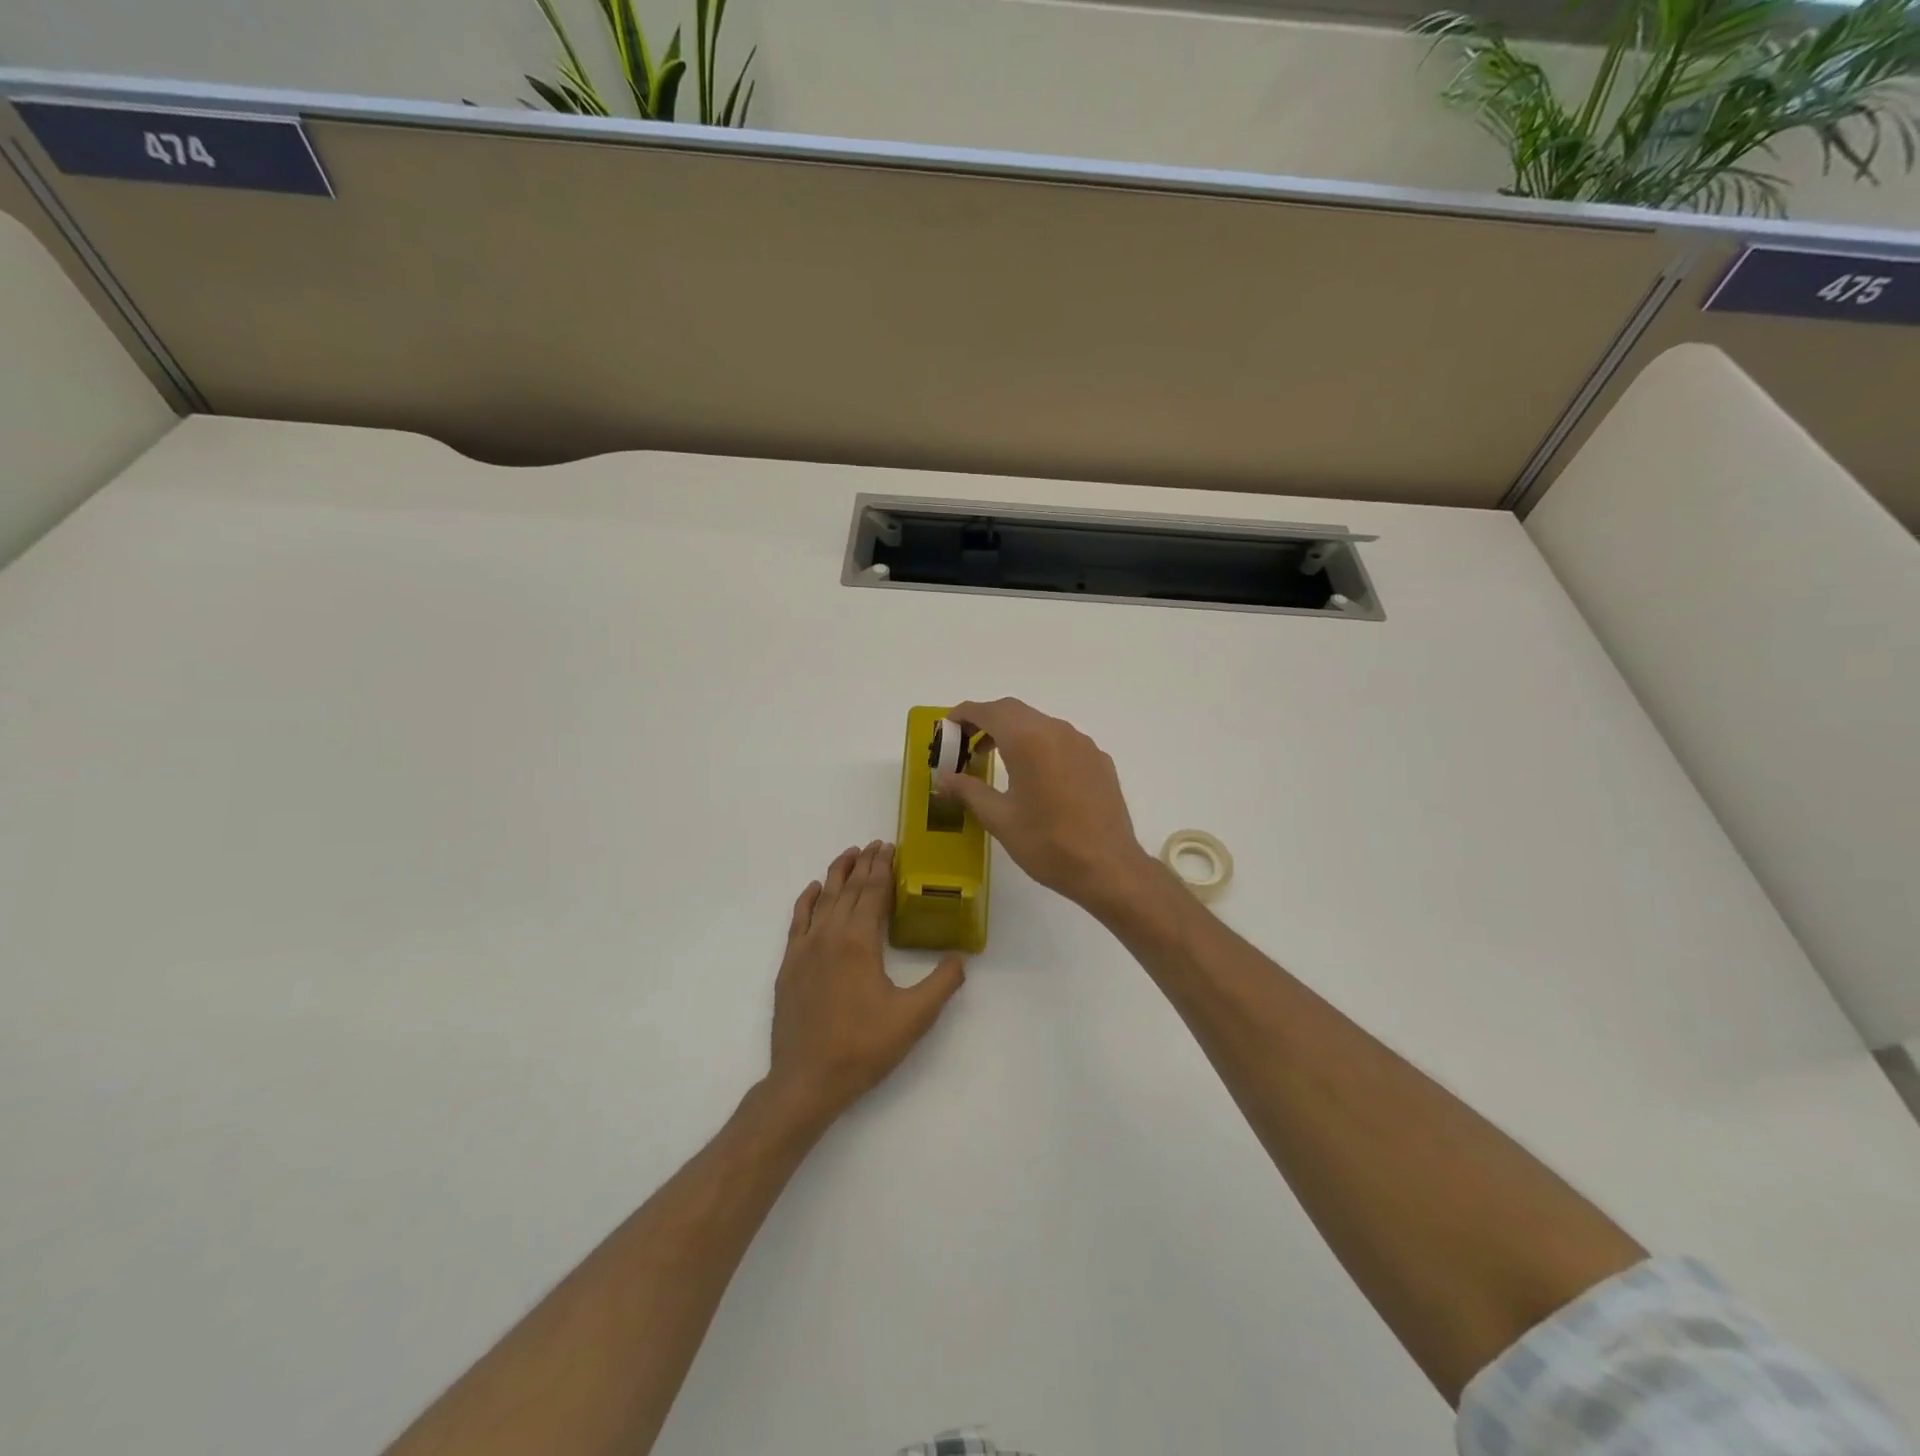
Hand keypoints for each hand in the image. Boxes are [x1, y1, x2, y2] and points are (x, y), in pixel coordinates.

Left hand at [766, 841, 966, 1124]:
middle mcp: (830, 935)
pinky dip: (806, 900)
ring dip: (837, 874)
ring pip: (823, 899)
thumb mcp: (914, 1018)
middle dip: (865, 864)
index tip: (891, 847)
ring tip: (849, 853)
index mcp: (859, 941)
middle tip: (876, 844)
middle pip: (850, 889)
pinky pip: (797, 920)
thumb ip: (942, 983)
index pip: (873, 892)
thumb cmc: (863, 1048)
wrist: (806, 1081)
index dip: (883, 867)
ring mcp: (805, 948)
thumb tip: (961, 957)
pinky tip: (813, 889)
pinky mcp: (789, 965)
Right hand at [936, 698, 1157, 917]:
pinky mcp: (1099, 760)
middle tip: (966, 745)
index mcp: (1028, 739)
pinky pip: (1062, 741)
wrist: (1108, 867)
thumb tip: (943, 778)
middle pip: (1014, 711)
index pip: (989, 711)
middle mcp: (1056, 730)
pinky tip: (1036, 776)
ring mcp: (1082, 743)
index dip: (964, 714)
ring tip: (995, 760)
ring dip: (1014, 732)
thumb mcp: (999, 818)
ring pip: (1040, 724)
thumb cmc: (1047, 843)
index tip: (947, 727)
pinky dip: (1040, 746)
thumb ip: (968, 791)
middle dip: (986, 721)